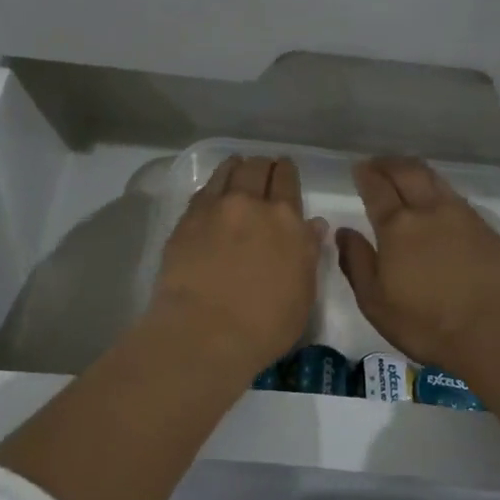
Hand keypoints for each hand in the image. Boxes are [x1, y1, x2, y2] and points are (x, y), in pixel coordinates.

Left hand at [150, 155, 324, 372]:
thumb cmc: (265, 325)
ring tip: (237, 167)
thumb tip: (313, 225)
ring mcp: (214, 209)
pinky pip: (202, 192)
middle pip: (256, 169)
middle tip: (263, 168)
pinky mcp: (185, 222)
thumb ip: (308, 253)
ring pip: (226, 172)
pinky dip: (211, 186)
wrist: (204, 334)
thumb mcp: (303, 293)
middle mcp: (250, 204)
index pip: (287, 180)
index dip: (286, 171)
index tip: (284, 169)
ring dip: (235, 167)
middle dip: (262, 165)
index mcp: (286, 220)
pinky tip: (212, 193)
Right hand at [337, 157, 499, 370]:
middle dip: (390, 163)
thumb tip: (344, 232)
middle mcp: (429, 210)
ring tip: (407, 174)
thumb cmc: (426, 323)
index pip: (377, 188)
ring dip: (417, 171)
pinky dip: (441, 192)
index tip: (359, 168)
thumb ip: (357, 262)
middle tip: (379, 163)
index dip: (365, 175)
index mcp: (397, 227)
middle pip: (408, 172)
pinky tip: (440, 204)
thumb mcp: (375, 302)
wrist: (496, 331)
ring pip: (436, 180)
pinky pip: (458, 198)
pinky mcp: (488, 228)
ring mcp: (463, 216)